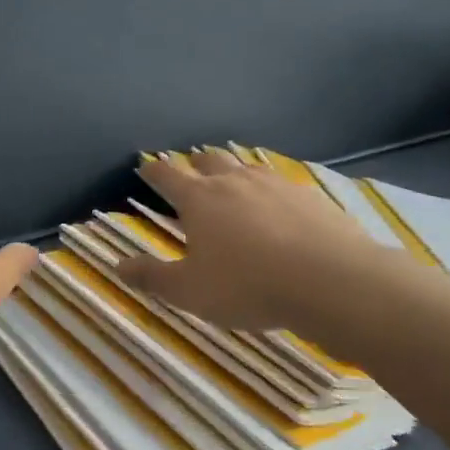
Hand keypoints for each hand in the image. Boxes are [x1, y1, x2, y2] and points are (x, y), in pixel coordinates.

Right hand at [116, 153, 376, 330]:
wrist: (331, 281)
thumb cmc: (247, 286)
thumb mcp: (189, 291)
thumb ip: (152, 276)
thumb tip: (118, 266)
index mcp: (198, 199)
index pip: (167, 175)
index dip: (153, 170)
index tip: (145, 167)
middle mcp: (234, 181)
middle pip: (209, 159)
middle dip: (195, 162)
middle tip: (191, 170)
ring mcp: (275, 184)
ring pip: (247, 167)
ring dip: (234, 172)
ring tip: (233, 184)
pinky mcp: (310, 196)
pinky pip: (281, 184)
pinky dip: (270, 191)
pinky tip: (278, 208)